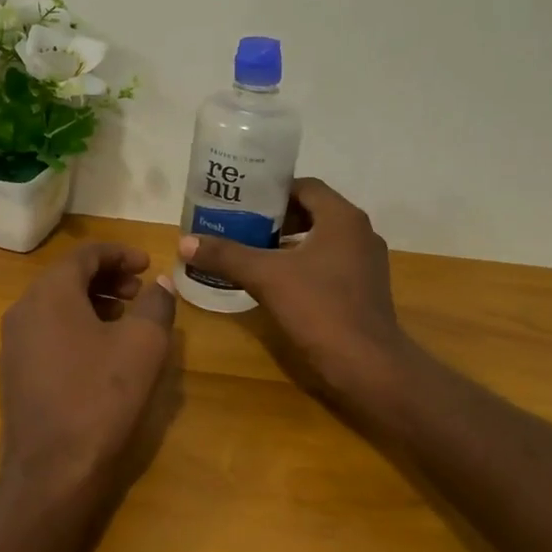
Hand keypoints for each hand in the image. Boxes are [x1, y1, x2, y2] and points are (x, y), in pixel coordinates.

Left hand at [0, 240, 177, 514]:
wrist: (52, 470)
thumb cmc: (101, 398)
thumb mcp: (143, 345)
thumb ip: (156, 305)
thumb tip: (161, 284)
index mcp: (49, 293)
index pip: (85, 254)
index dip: (121, 253)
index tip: (149, 264)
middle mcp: (23, 310)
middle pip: (67, 277)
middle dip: (108, 278)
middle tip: (141, 291)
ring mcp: (14, 343)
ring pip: (57, 305)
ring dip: (93, 302)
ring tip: (127, 319)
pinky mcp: (16, 372)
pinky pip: (48, 331)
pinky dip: (77, 326)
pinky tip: (102, 350)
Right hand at [178, 178, 411, 400]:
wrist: (366, 364)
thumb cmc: (319, 308)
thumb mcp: (266, 277)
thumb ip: (226, 256)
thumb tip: (185, 242)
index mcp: (342, 218)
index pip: (305, 187)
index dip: (272, 191)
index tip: (242, 202)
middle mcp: (360, 232)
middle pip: (313, 212)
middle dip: (276, 218)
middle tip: (241, 226)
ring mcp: (366, 262)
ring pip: (321, 240)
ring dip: (289, 243)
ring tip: (253, 251)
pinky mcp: (364, 288)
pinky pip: (329, 263)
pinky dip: (303, 264)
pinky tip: (277, 281)